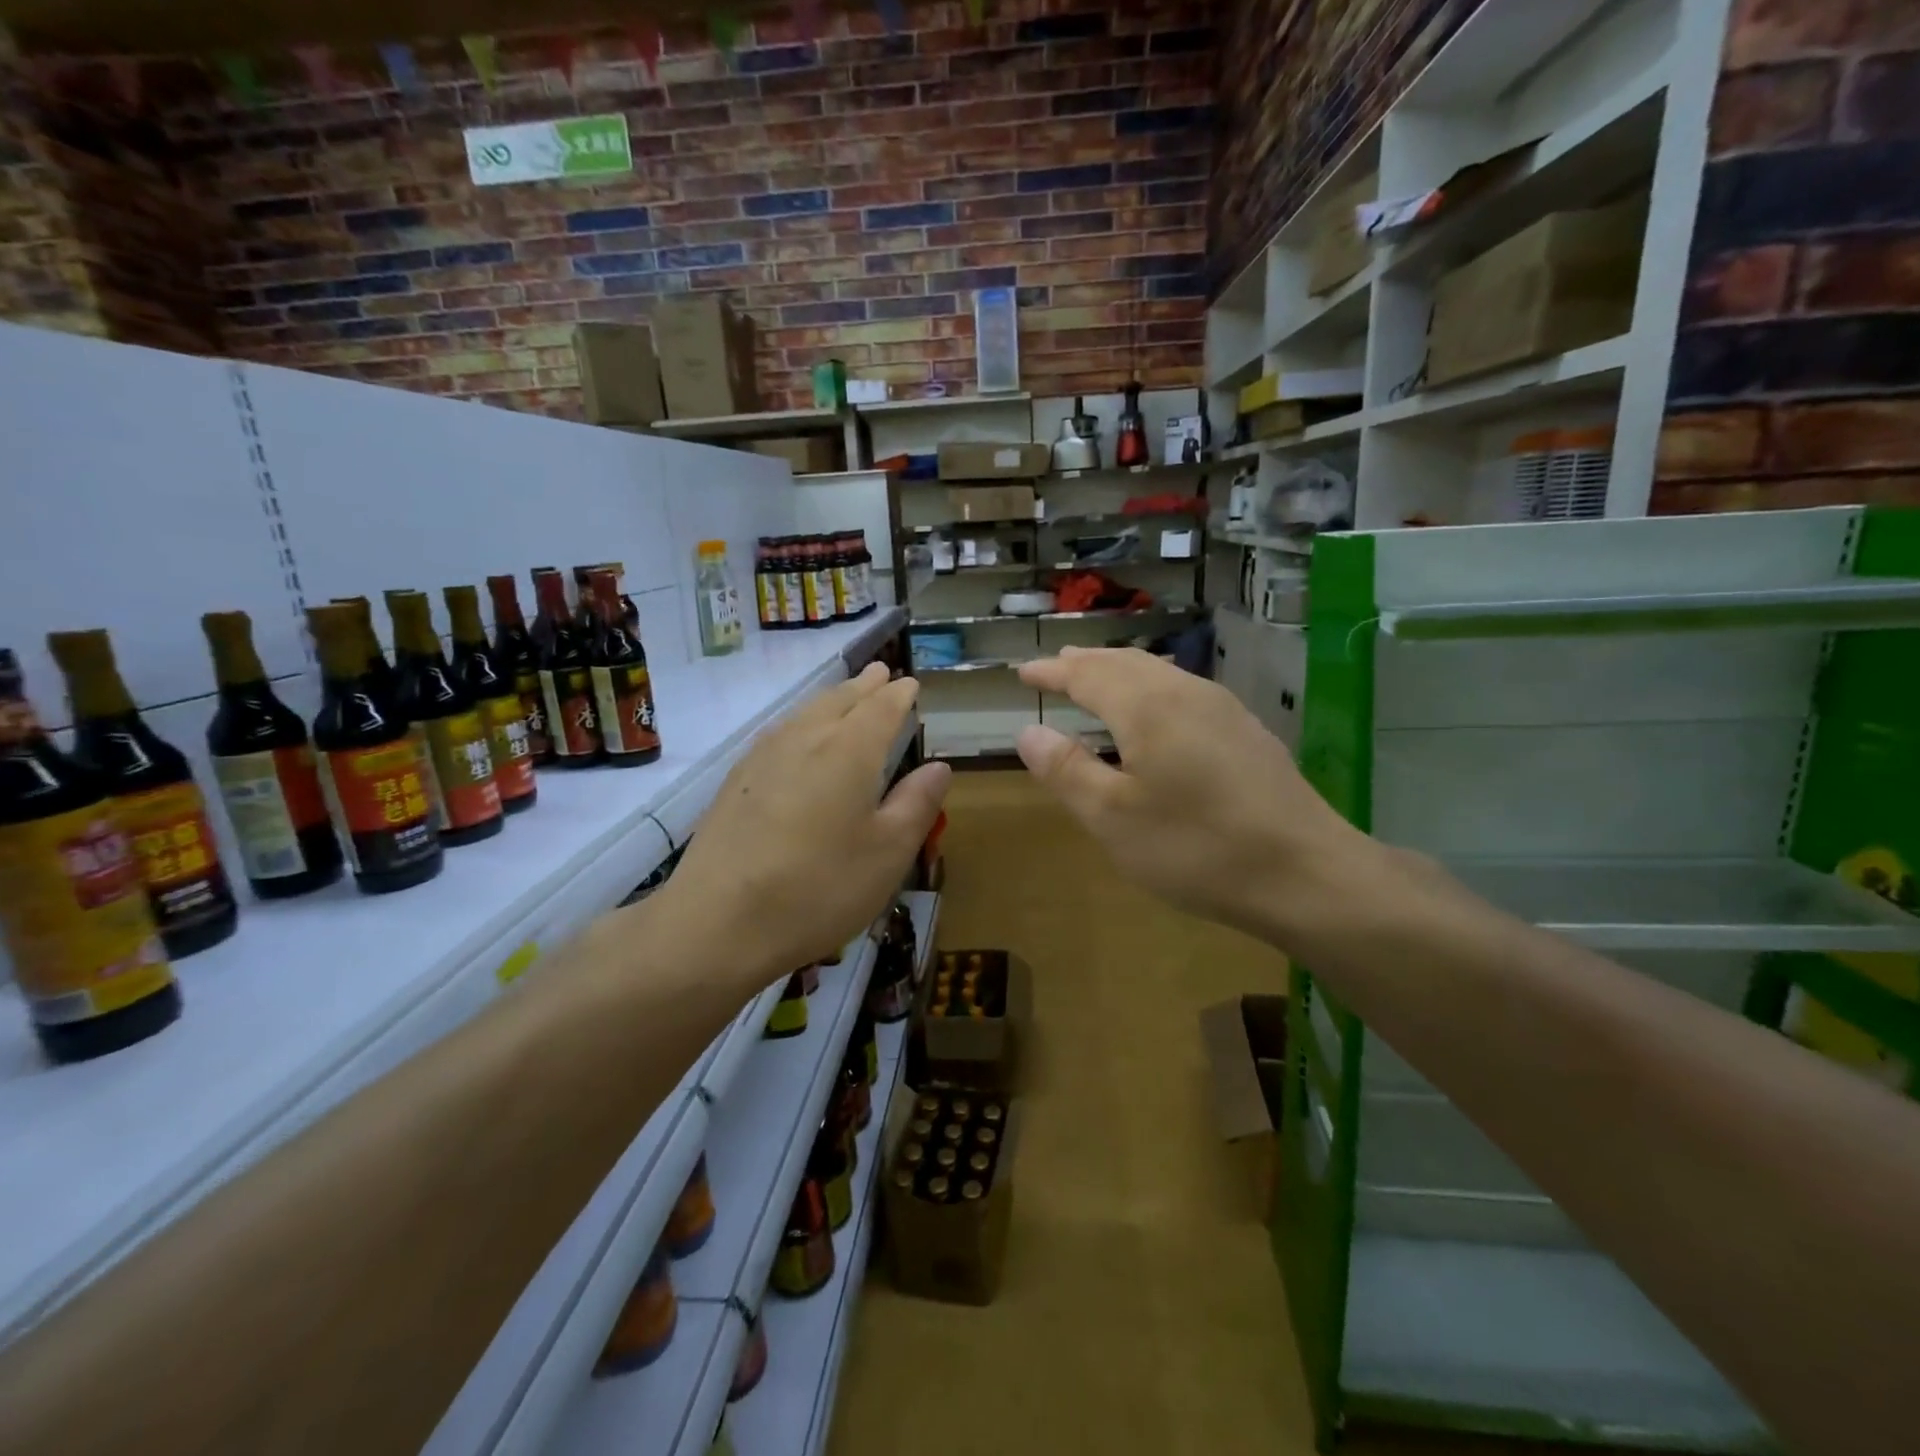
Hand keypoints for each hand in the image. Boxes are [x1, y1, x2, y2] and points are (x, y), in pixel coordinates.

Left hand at [662, 663, 950, 982]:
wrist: (717, 921)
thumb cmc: (818, 888)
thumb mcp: (888, 854)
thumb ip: (917, 804)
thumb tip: (938, 767)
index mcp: (850, 750)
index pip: (882, 708)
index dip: (900, 695)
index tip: (911, 685)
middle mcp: (806, 738)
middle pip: (840, 699)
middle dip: (865, 686)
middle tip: (882, 673)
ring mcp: (764, 755)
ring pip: (806, 711)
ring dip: (833, 698)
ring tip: (847, 695)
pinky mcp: (736, 778)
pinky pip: (781, 731)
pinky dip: (803, 720)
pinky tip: (799, 737)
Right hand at [1015, 648, 1379, 947]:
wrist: (1306, 873)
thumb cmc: (1196, 847)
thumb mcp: (1113, 818)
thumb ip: (1067, 771)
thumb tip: (1028, 732)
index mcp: (1147, 707)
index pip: (1087, 674)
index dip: (1053, 672)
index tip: (1024, 671)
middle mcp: (1186, 693)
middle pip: (1126, 663)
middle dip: (1087, 663)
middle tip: (1058, 666)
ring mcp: (1224, 710)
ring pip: (1160, 673)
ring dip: (1121, 672)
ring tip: (1098, 679)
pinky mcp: (1247, 733)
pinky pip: (1184, 691)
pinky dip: (1151, 690)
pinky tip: (1156, 713)